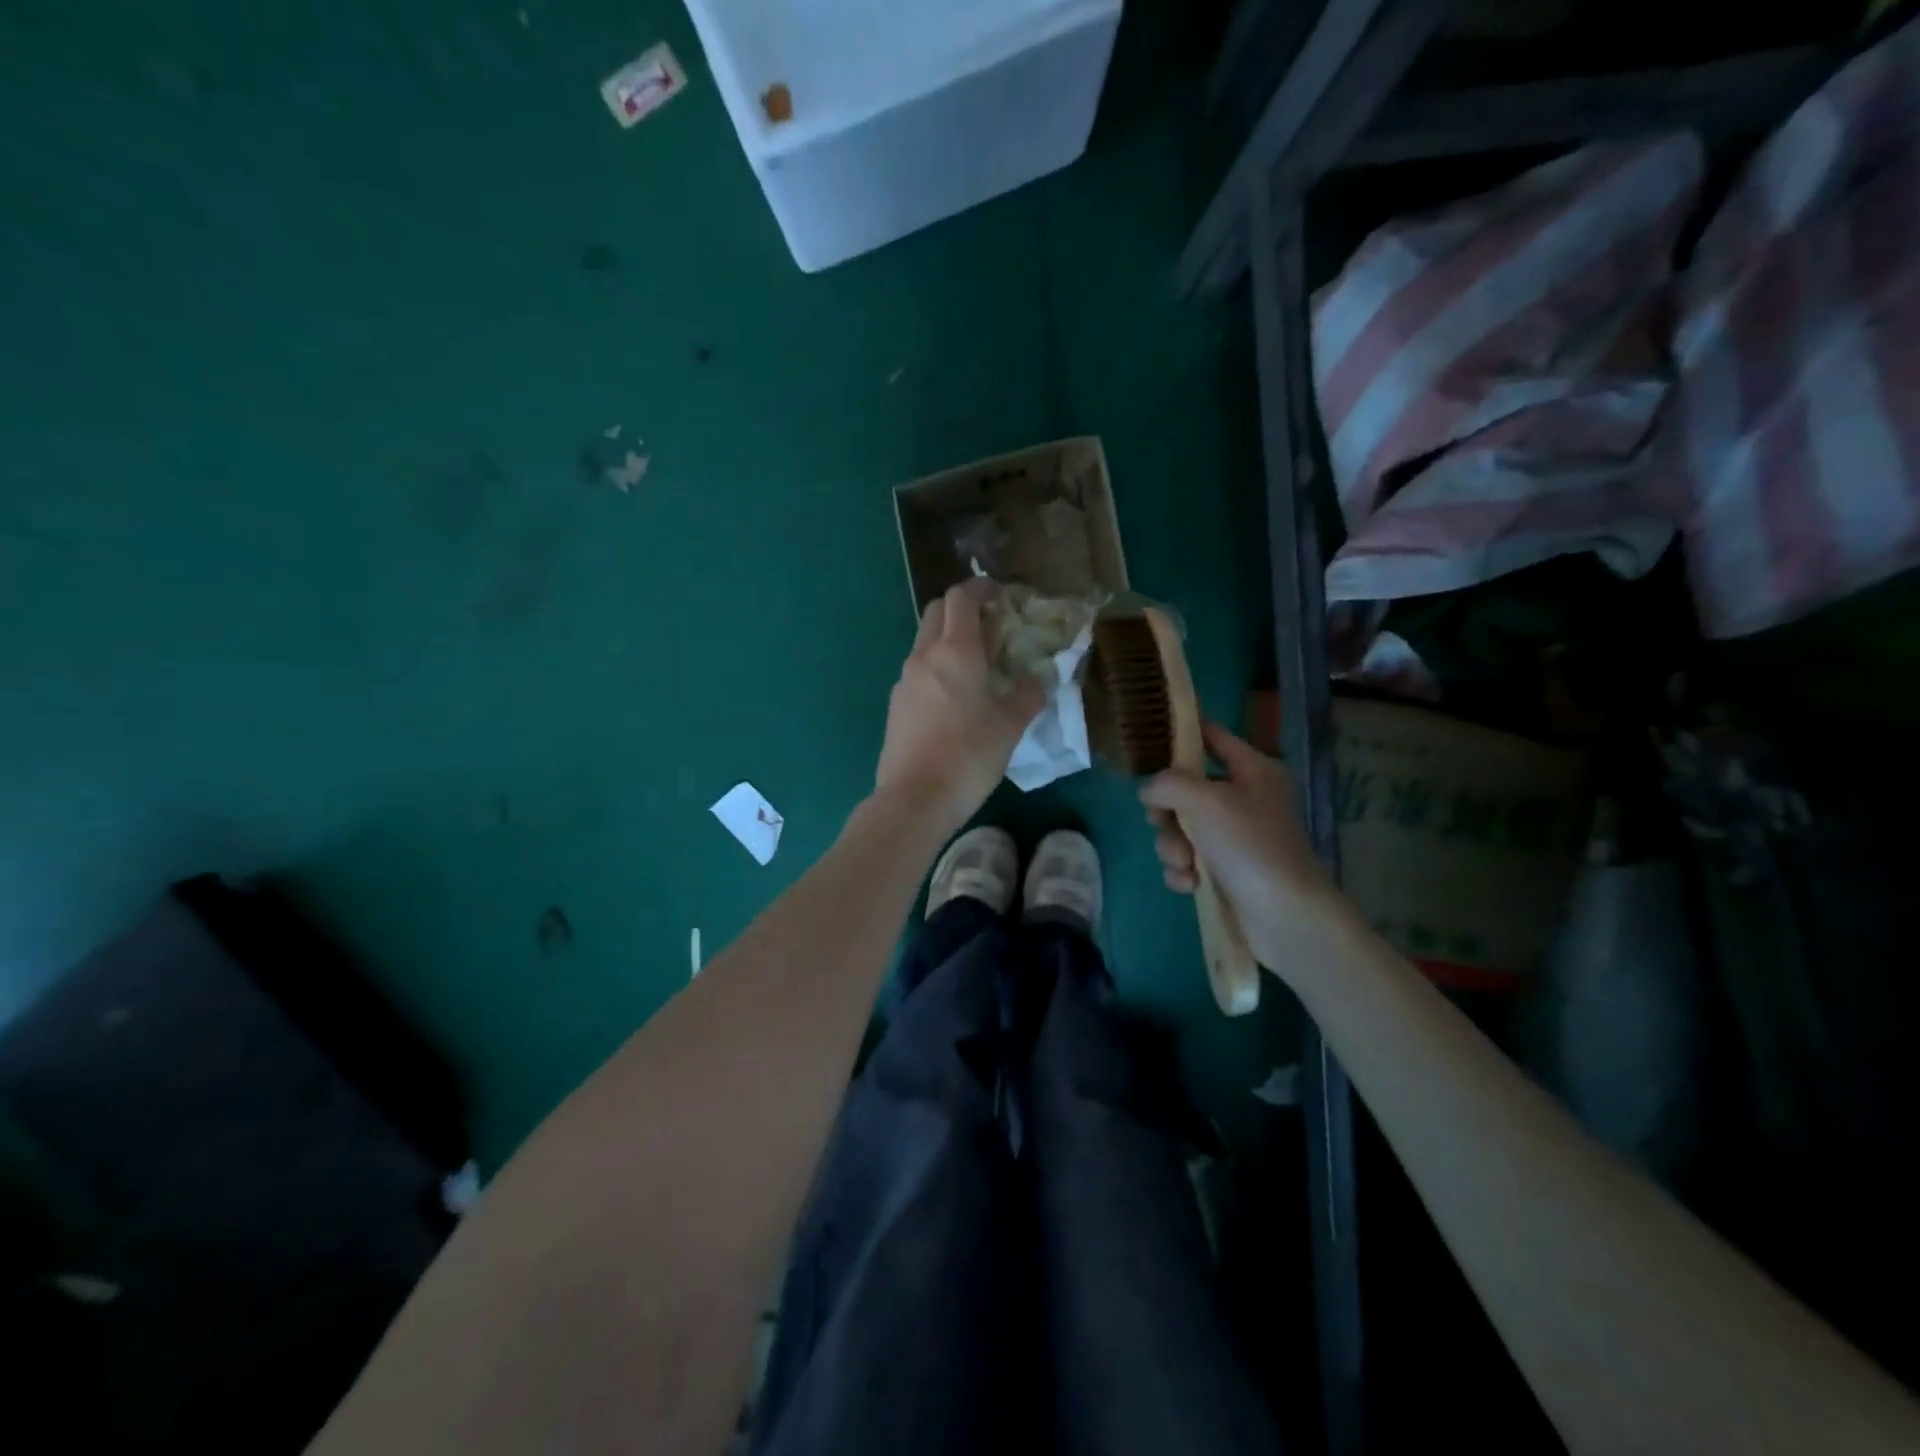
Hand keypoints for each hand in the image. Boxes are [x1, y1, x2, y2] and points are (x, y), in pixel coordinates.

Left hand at [875, 580, 1044, 833]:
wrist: (916, 797)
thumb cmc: (969, 755)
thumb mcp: (1011, 724)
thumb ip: (1027, 694)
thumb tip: (1036, 680)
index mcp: (955, 650)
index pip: (961, 597)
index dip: (980, 587)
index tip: (999, 595)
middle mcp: (924, 656)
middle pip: (937, 612)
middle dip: (962, 609)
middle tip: (990, 627)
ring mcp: (904, 680)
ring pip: (925, 643)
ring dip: (948, 641)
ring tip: (976, 667)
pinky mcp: (895, 705)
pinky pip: (918, 672)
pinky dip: (937, 669)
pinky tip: (954, 700)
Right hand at [1139, 719, 1349, 978]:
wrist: (1286, 917)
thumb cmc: (1251, 847)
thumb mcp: (1206, 802)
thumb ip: (1168, 784)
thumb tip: (1149, 792)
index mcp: (1252, 770)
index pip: (1210, 735)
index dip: (1180, 733)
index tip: (1146, 736)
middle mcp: (1244, 798)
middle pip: (1185, 788)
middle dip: (1167, 811)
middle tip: (1162, 822)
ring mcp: (1234, 836)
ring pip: (1180, 827)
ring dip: (1172, 846)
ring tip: (1185, 865)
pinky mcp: (1225, 870)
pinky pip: (1187, 858)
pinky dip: (1182, 870)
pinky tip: (1190, 884)